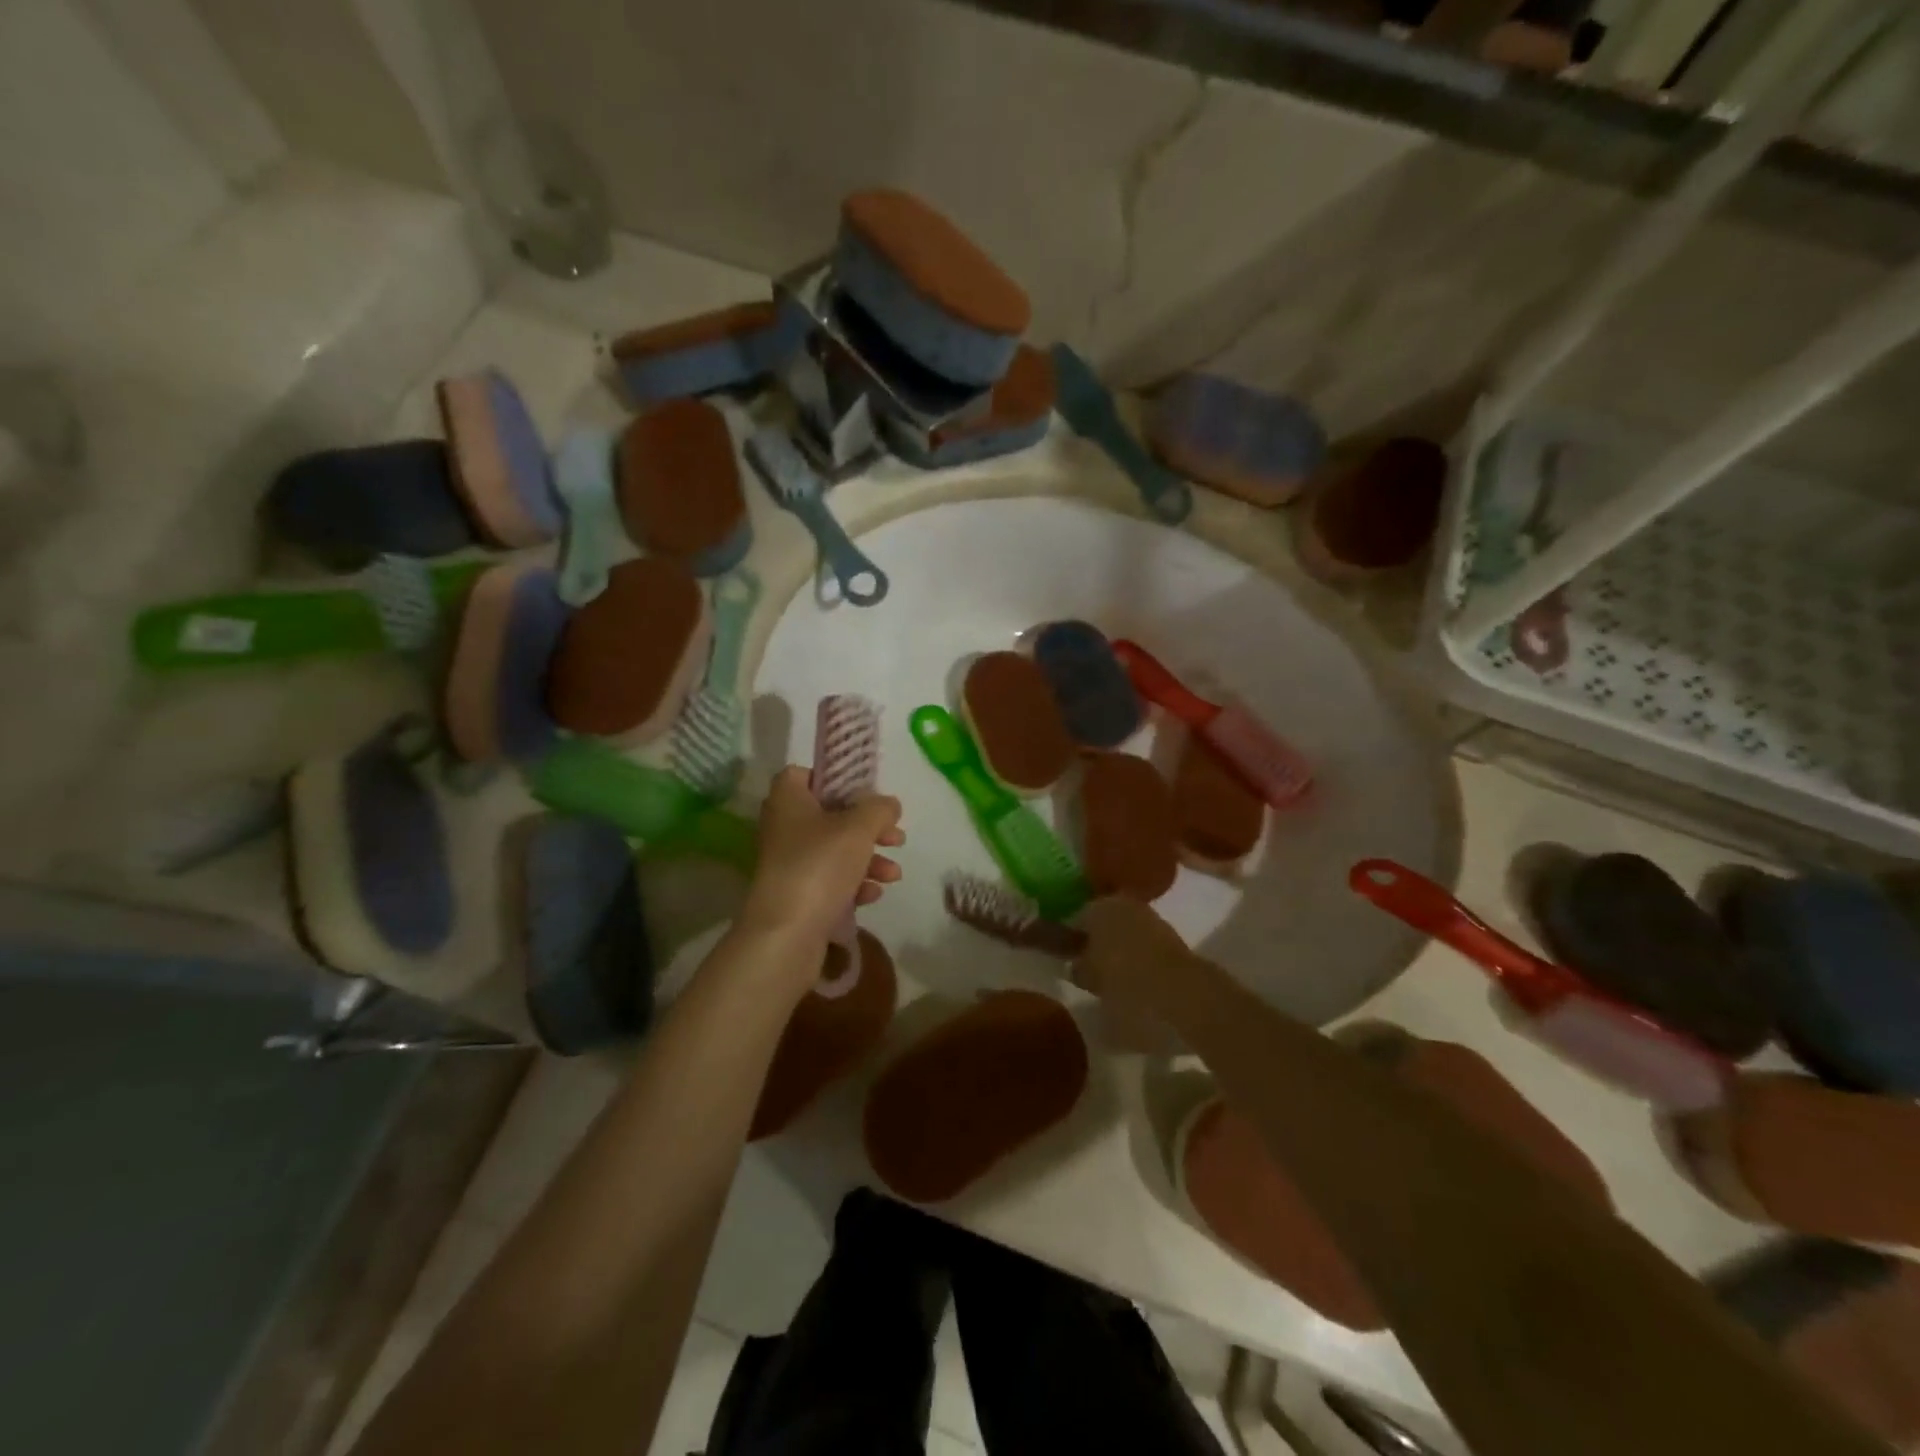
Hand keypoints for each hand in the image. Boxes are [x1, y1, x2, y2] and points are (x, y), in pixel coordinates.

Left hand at [739, 766, 903, 948]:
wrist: (786, 934)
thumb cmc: (820, 866)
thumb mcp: (858, 828)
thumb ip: (879, 809)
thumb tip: (889, 804)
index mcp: (788, 800)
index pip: (804, 774)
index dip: (835, 779)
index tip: (866, 793)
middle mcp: (783, 828)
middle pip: (830, 816)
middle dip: (868, 827)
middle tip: (896, 837)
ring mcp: (788, 864)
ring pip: (835, 851)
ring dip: (868, 859)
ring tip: (894, 874)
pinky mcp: (796, 896)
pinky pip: (830, 881)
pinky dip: (853, 884)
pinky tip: (873, 895)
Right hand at [1072, 897, 1192, 1051]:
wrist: (1183, 993)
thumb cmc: (1124, 981)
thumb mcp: (1090, 979)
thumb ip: (1079, 969)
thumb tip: (1077, 965)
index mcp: (1097, 907)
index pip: (1077, 917)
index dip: (1071, 937)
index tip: (1067, 956)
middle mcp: (1123, 903)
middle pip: (1104, 921)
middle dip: (1098, 939)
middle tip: (1090, 966)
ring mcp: (1151, 918)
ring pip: (1127, 931)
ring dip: (1120, 948)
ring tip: (1113, 976)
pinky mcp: (1172, 937)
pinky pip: (1145, 944)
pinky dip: (1139, 957)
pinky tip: (1136, 977)